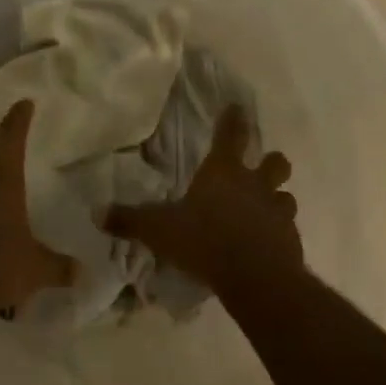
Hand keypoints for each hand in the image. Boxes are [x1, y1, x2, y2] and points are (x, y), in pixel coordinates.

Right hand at [101, 105, 301, 294]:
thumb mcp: (158, 230)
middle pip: (275, 162)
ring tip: (264, 210)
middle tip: (260, 168)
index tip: (237, 107)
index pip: (231, 135)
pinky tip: (266, 244)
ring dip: (277, 199)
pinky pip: (287, 229)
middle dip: (270, 161)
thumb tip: (96, 212)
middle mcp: (255, 185)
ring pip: (286, 196)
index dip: (233, 119)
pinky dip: (278, 232)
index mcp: (223, 173)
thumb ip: (129, 220)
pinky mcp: (290, 240)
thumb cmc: (204, 240)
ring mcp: (277, 212)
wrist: (255, 277)